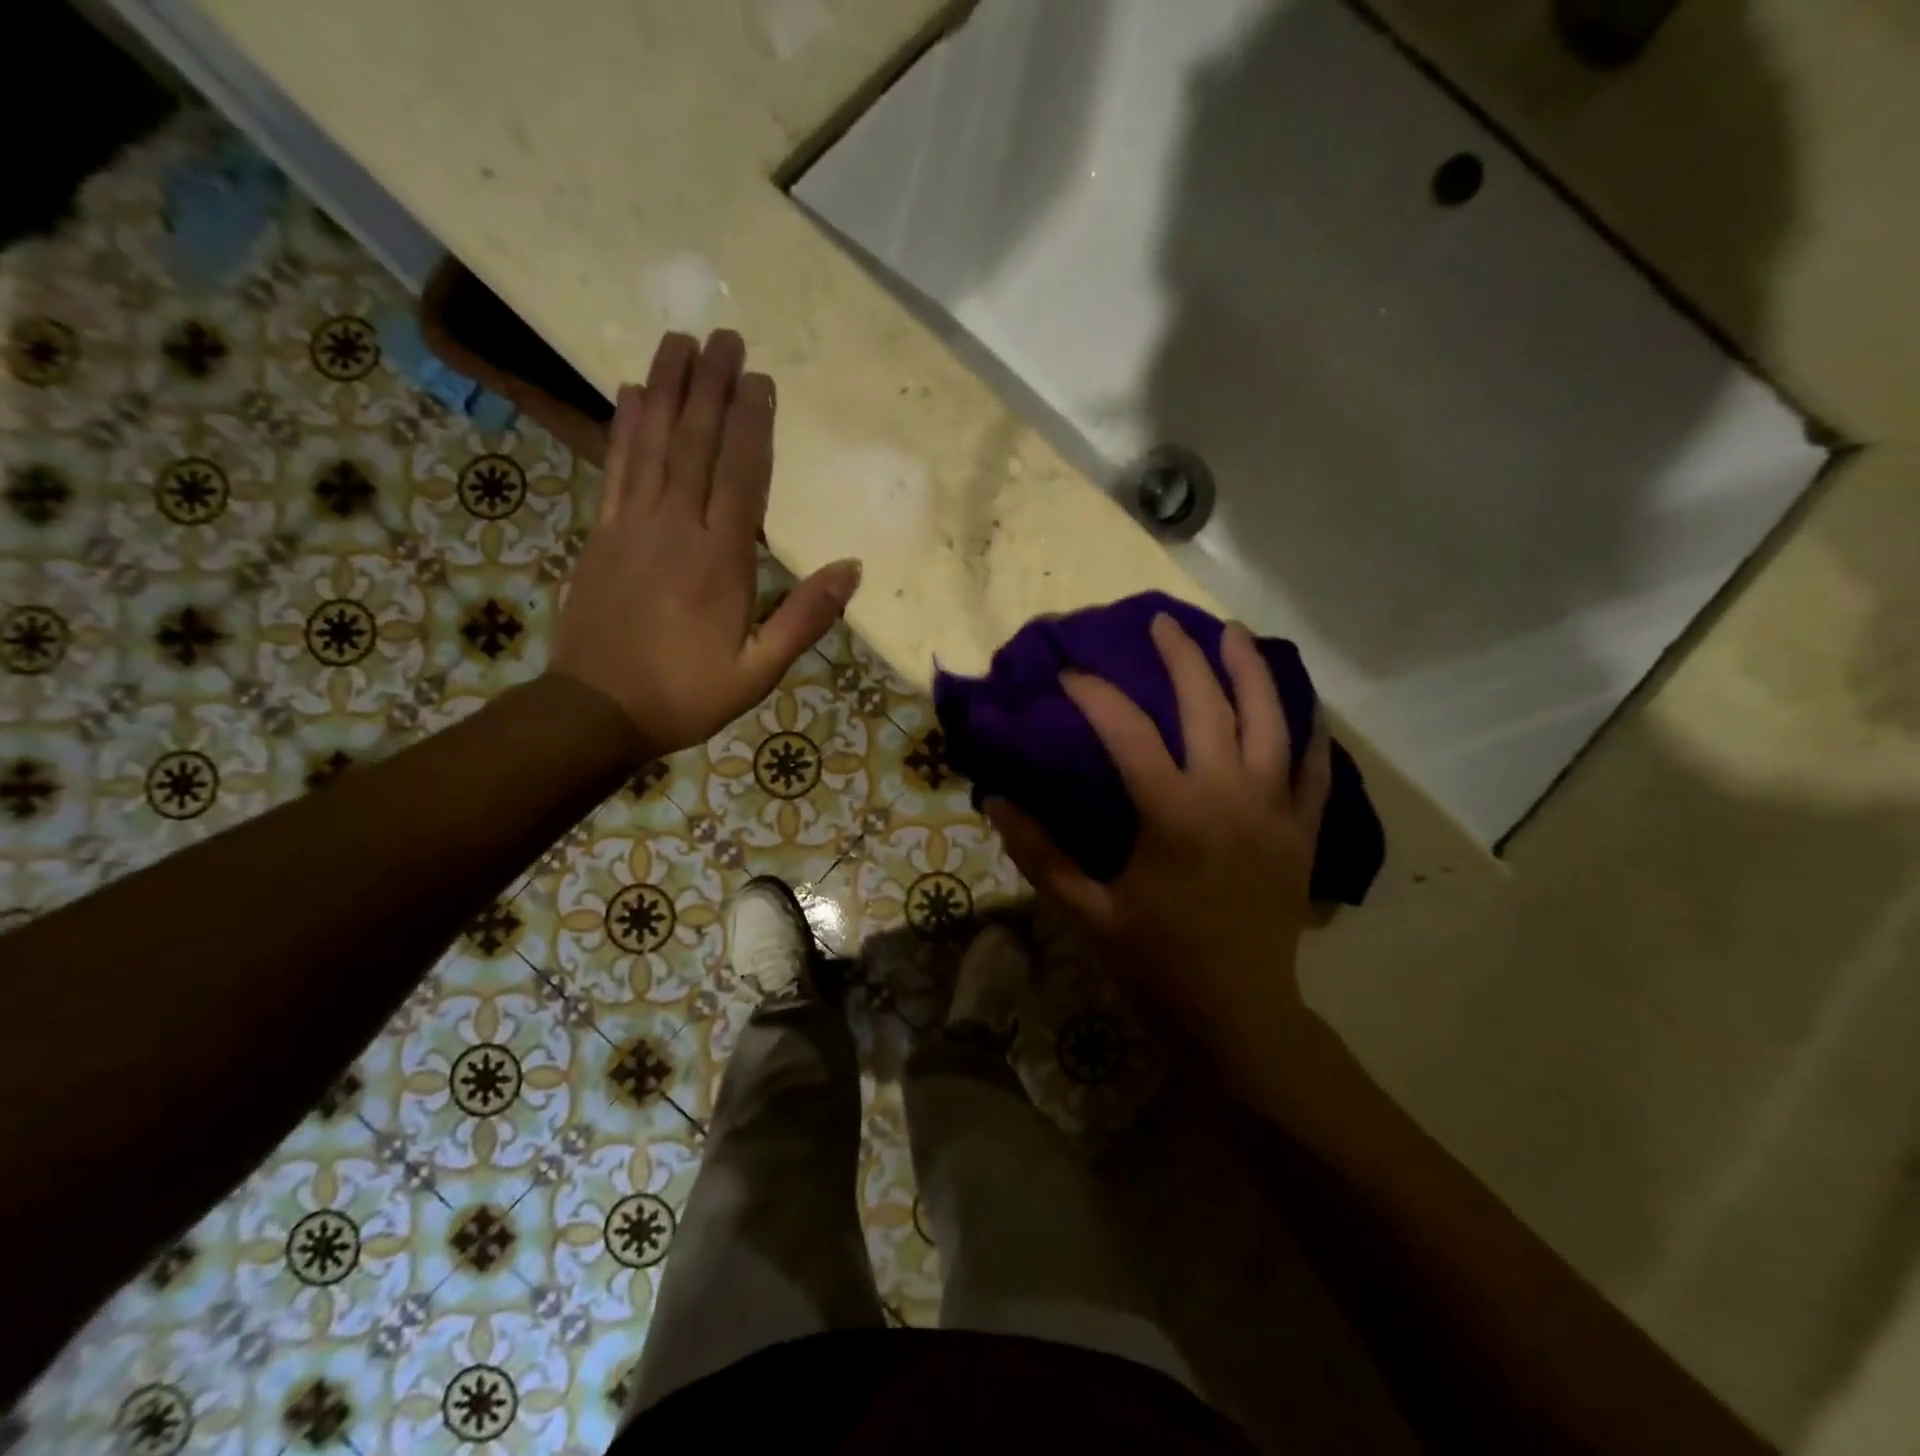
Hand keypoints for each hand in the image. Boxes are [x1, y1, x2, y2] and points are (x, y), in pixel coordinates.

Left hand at [550, 330, 861, 756]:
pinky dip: (622, 427)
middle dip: (711, 387)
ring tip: (679, 340)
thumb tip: (851, 568)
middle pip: (696, 443)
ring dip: (667, 389)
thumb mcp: (760, 671)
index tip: (760, 379)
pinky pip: (614, 468)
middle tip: (724, 335)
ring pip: (652, 444)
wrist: (596, 711)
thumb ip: (805, 618)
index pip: (743, 476)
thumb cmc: (686, 694)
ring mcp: (631, 526)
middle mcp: (675, 528)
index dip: (752, 424)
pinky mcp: (601, 534)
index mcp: (721, 560)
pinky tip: (630, 393)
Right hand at [986, 613, 1330, 1090]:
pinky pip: (1316, 769)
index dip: (1094, 694)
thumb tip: (995, 801)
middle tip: (1161, 623)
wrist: (1240, 1013)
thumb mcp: (1087, 913)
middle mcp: (1230, 796)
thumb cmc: (1158, 964)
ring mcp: (1277, 810)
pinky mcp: (1305, 831)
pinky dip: (1310, 731)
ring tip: (1233, 634)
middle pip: (1209, 705)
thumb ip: (1040, 854)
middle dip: (1182, 657)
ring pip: (1272, 721)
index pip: (1127, 732)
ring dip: (1251, 671)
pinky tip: (1302, 704)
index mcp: (1173, 815)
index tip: (1069, 674)